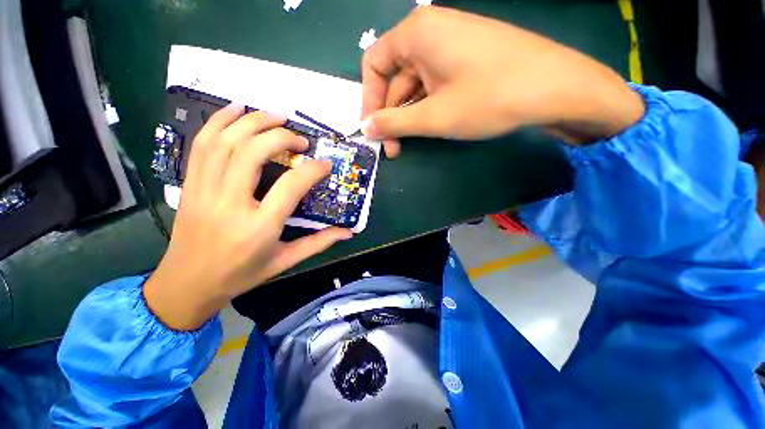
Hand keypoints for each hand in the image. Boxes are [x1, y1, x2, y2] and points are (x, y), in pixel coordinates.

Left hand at [144, 105, 351, 329]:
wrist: (189, 282)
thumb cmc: (236, 276)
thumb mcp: (278, 265)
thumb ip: (313, 245)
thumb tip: (347, 230)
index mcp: (256, 230)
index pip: (290, 187)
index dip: (312, 169)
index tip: (322, 164)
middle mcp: (230, 205)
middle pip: (254, 151)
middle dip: (281, 135)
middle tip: (297, 138)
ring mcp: (205, 191)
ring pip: (227, 141)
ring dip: (253, 120)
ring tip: (273, 115)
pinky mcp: (190, 183)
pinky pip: (202, 144)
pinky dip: (219, 120)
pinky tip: (236, 108)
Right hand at [360, 6, 644, 155]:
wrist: (560, 84)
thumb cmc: (494, 94)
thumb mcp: (439, 115)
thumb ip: (396, 122)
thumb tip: (368, 128)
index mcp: (414, 30)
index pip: (373, 64)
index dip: (370, 100)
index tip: (375, 131)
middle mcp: (432, 24)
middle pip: (400, 68)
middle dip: (397, 107)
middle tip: (400, 144)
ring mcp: (459, 31)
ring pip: (425, 70)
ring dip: (419, 103)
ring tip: (423, 136)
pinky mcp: (479, 42)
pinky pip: (447, 67)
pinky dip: (441, 92)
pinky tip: (448, 116)